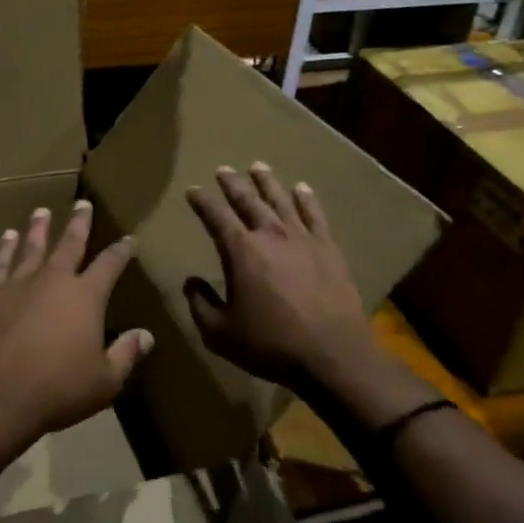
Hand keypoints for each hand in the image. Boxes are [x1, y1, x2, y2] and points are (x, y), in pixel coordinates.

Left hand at [0, 201, 152, 444]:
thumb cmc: (58, 390)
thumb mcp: (105, 381)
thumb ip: (125, 354)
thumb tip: (146, 335)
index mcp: (86, 296)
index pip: (110, 264)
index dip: (122, 250)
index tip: (130, 239)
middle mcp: (53, 280)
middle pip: (69, 243)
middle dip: (79, 223)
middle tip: (82, 203)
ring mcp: (18, 284)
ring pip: (31, 246)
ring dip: (38, 228)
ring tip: (42, 212)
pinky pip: (0, 264)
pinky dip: (4, 249)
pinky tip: (6, 238)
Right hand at [184, 165, 381, 399]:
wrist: (332, 354)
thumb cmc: (270, 345)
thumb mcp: (220, 333)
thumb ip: (200, 304)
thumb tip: (191, 282)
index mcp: (241, 251)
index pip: (216, 216)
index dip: (202, 201)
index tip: (193, 190)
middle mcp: (271, 235)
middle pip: (248, 200)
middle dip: (233, 184)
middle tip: (223, 170)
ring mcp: (303, 238)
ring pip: (281, 200)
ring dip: (267, 182)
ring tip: (258, 167)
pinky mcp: (329, 248)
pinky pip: (315, 214)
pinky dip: (306, 199)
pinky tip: (301, 188)